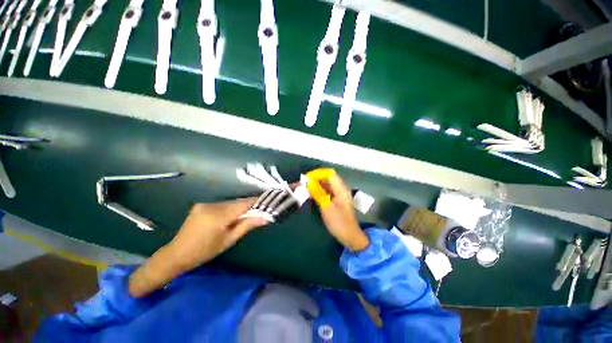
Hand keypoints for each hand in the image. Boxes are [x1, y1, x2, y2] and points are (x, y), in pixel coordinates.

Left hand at [129, 199, 266, 296]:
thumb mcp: (228, 240)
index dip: (256, 202)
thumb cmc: (204, 251)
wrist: (177, 253)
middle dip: (248, 206)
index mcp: (218, 217)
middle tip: (257, 213)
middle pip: (237, 202)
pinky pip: (222, 204)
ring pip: (230, 203)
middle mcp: (212, 206)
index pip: (243, 204)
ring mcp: (205, 204)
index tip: (267, 202)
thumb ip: (247, 226)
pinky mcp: (202, 205)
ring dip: (238, 208)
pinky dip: (229, 209)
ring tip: (243, 217)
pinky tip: (229, 217)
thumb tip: (265, 218)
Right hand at [307, 169, 369, 251]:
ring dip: (316, 184)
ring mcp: (339, 194)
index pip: (329, 173)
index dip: (317, 173)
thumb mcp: (326, 207)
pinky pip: (326, 191)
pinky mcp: (336, 199)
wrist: (349, 236)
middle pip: (327, 178)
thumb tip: (308, 181)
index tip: (306, 178)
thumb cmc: (339, 223)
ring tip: (305, 188)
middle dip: (315, 178)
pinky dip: (318, 190)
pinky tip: (311, 194)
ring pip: (326, 184)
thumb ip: (317, 193)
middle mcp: (341, 189)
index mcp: (341, 189)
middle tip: (303, 184)